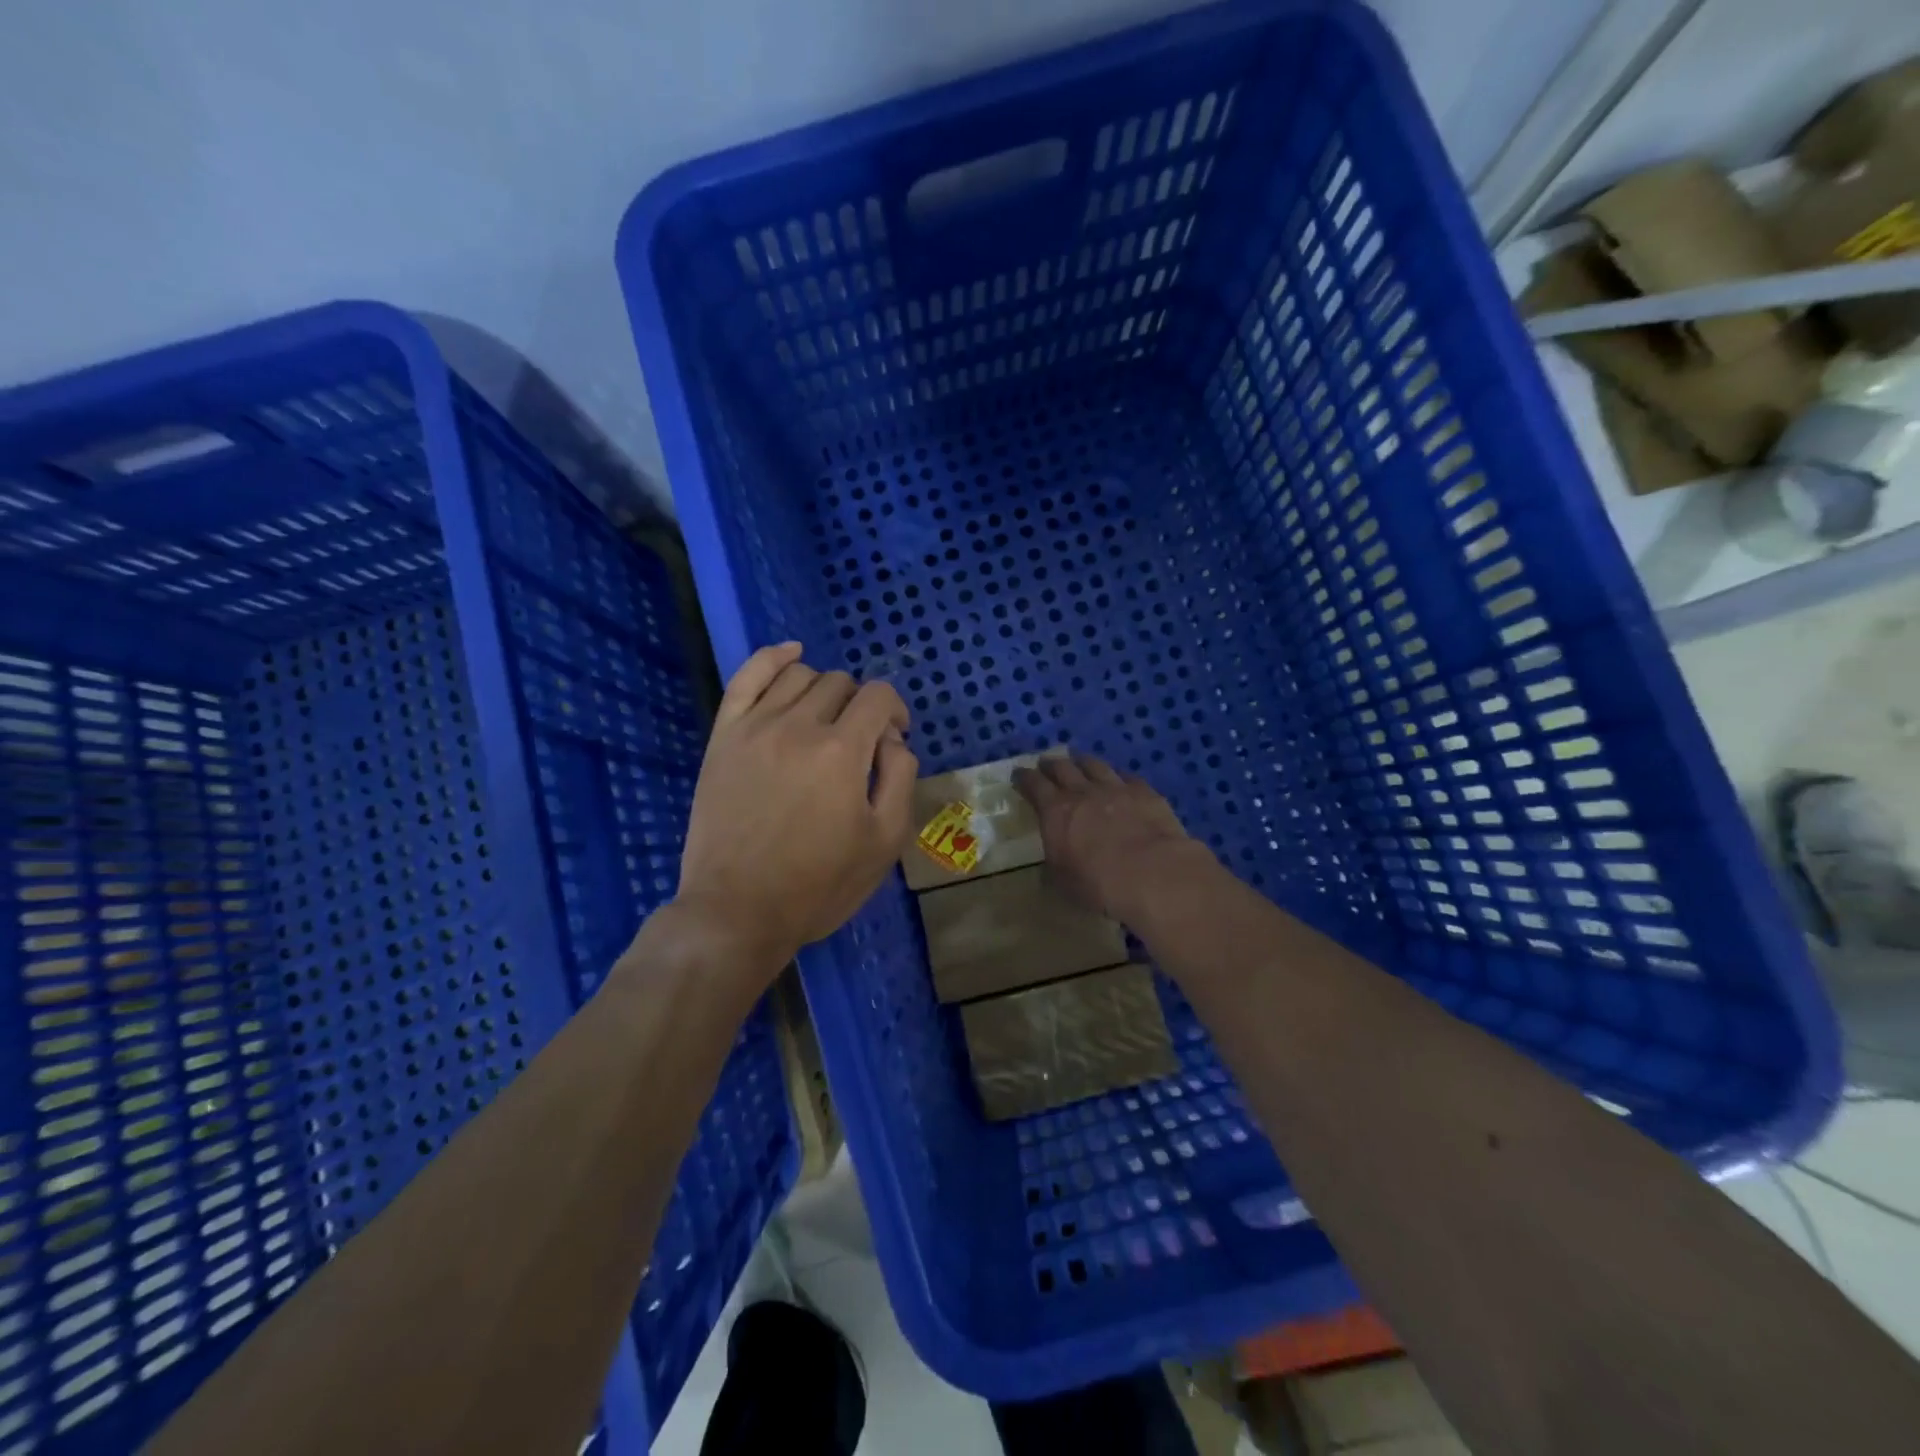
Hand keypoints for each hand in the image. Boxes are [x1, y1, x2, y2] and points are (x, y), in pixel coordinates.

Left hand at [671, 643, 916, 983]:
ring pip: (800, 675)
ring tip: (826, 720)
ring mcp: (755, 727)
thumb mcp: (885, 841)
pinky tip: (792, 654)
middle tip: (860, 743)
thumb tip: (892, 739)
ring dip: (825, 689)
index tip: (895, 737)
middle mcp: (799, 726)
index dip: (895, 711)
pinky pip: (747, 676)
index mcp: (842, 751)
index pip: (879, 697)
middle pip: (841, 684)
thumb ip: (900, 778)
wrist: (737, 910)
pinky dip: (773, 657)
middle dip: (862, 705)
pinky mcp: (724, 736)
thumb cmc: (819, 884)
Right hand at [1013, 755, 1203, 921]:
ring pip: (1095, 765)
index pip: (1034, 785)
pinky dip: (1119, 778)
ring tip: (1079, 761)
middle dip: (1051, 764)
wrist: (1151, 872)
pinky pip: (1128, 778)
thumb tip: (1051, 863)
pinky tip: (1121, 781)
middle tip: (1046, 763)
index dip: (1024, 778)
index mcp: (1055, 811)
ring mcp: (1116, 788)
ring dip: (1083, 762)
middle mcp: (1083, 792)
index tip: (1018, 774)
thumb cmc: (1098, 883)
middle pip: (1063, 768)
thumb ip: (1054, 865)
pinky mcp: (1145, 793)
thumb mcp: (1062, 881)